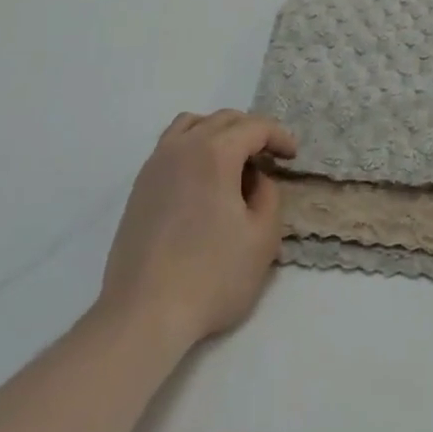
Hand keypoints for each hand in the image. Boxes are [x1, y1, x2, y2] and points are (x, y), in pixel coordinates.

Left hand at [99, 110, 297, 351]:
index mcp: (214, 152)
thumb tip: (256, 179)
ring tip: (234, 160)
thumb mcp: (263, 239)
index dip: (278, 136)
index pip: (254, 127)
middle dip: (251, 131)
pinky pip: (171, 146)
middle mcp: (182, 147)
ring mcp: (155, 164)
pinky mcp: (139, 185)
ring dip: (218, 132)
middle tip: (269, 157)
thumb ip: (269, 196)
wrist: (144, 312)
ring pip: (191, 125)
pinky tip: (202, 179)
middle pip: (222, 119)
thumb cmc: (211, 276)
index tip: (292, 156)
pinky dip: (193, 147)